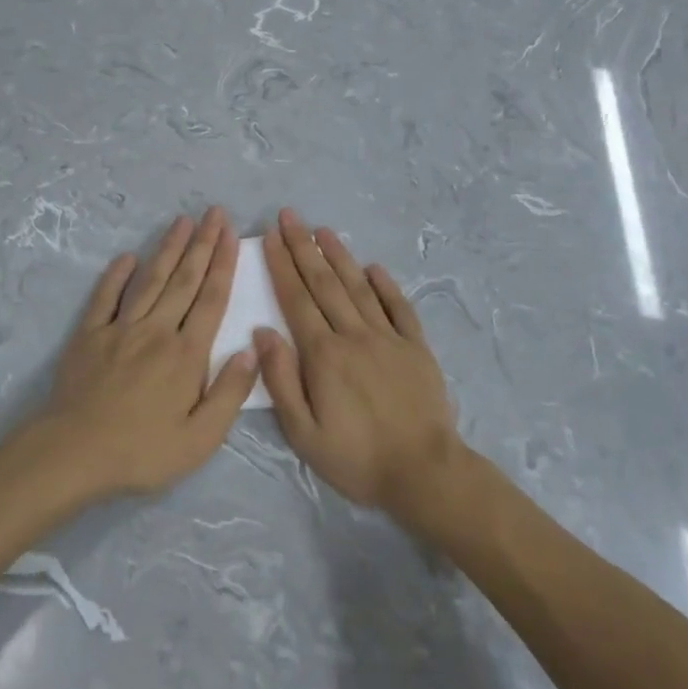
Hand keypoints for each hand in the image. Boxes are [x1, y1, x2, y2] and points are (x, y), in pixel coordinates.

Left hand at [36, 208, 256, 499]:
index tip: (231, 233)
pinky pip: (105, 297)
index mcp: (187, 354)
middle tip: (213, 212)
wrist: (74, 454)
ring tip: (182, 221)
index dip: (223, 263)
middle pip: (184, 280)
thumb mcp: (200, 439)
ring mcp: (120, 329)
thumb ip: (229, 393)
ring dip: (168, 249)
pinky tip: (128, 257)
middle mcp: (157, 330)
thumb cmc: (142, 452)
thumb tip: (252, 350)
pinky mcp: (89, 335)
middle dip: (202, 243)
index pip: (212, 299)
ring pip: (150, 280)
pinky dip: (116, 275)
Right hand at [254, 209, 464, 517]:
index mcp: (324, 355)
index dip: (281, 266)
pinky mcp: (416, 347)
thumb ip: (282, 380)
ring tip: (322, 230)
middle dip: (303, 247)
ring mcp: (388, 338)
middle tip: (290, 216)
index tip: (269, 237)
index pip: (296, 300)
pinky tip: (373, 267)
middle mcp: (354, 335)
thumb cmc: (356, 458)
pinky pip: (399, 307)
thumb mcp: (304, 433)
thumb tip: (263, 332)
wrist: (424, 473)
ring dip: (339, 256)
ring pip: (359, 287)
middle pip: (324, 284)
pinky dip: (385, 284)